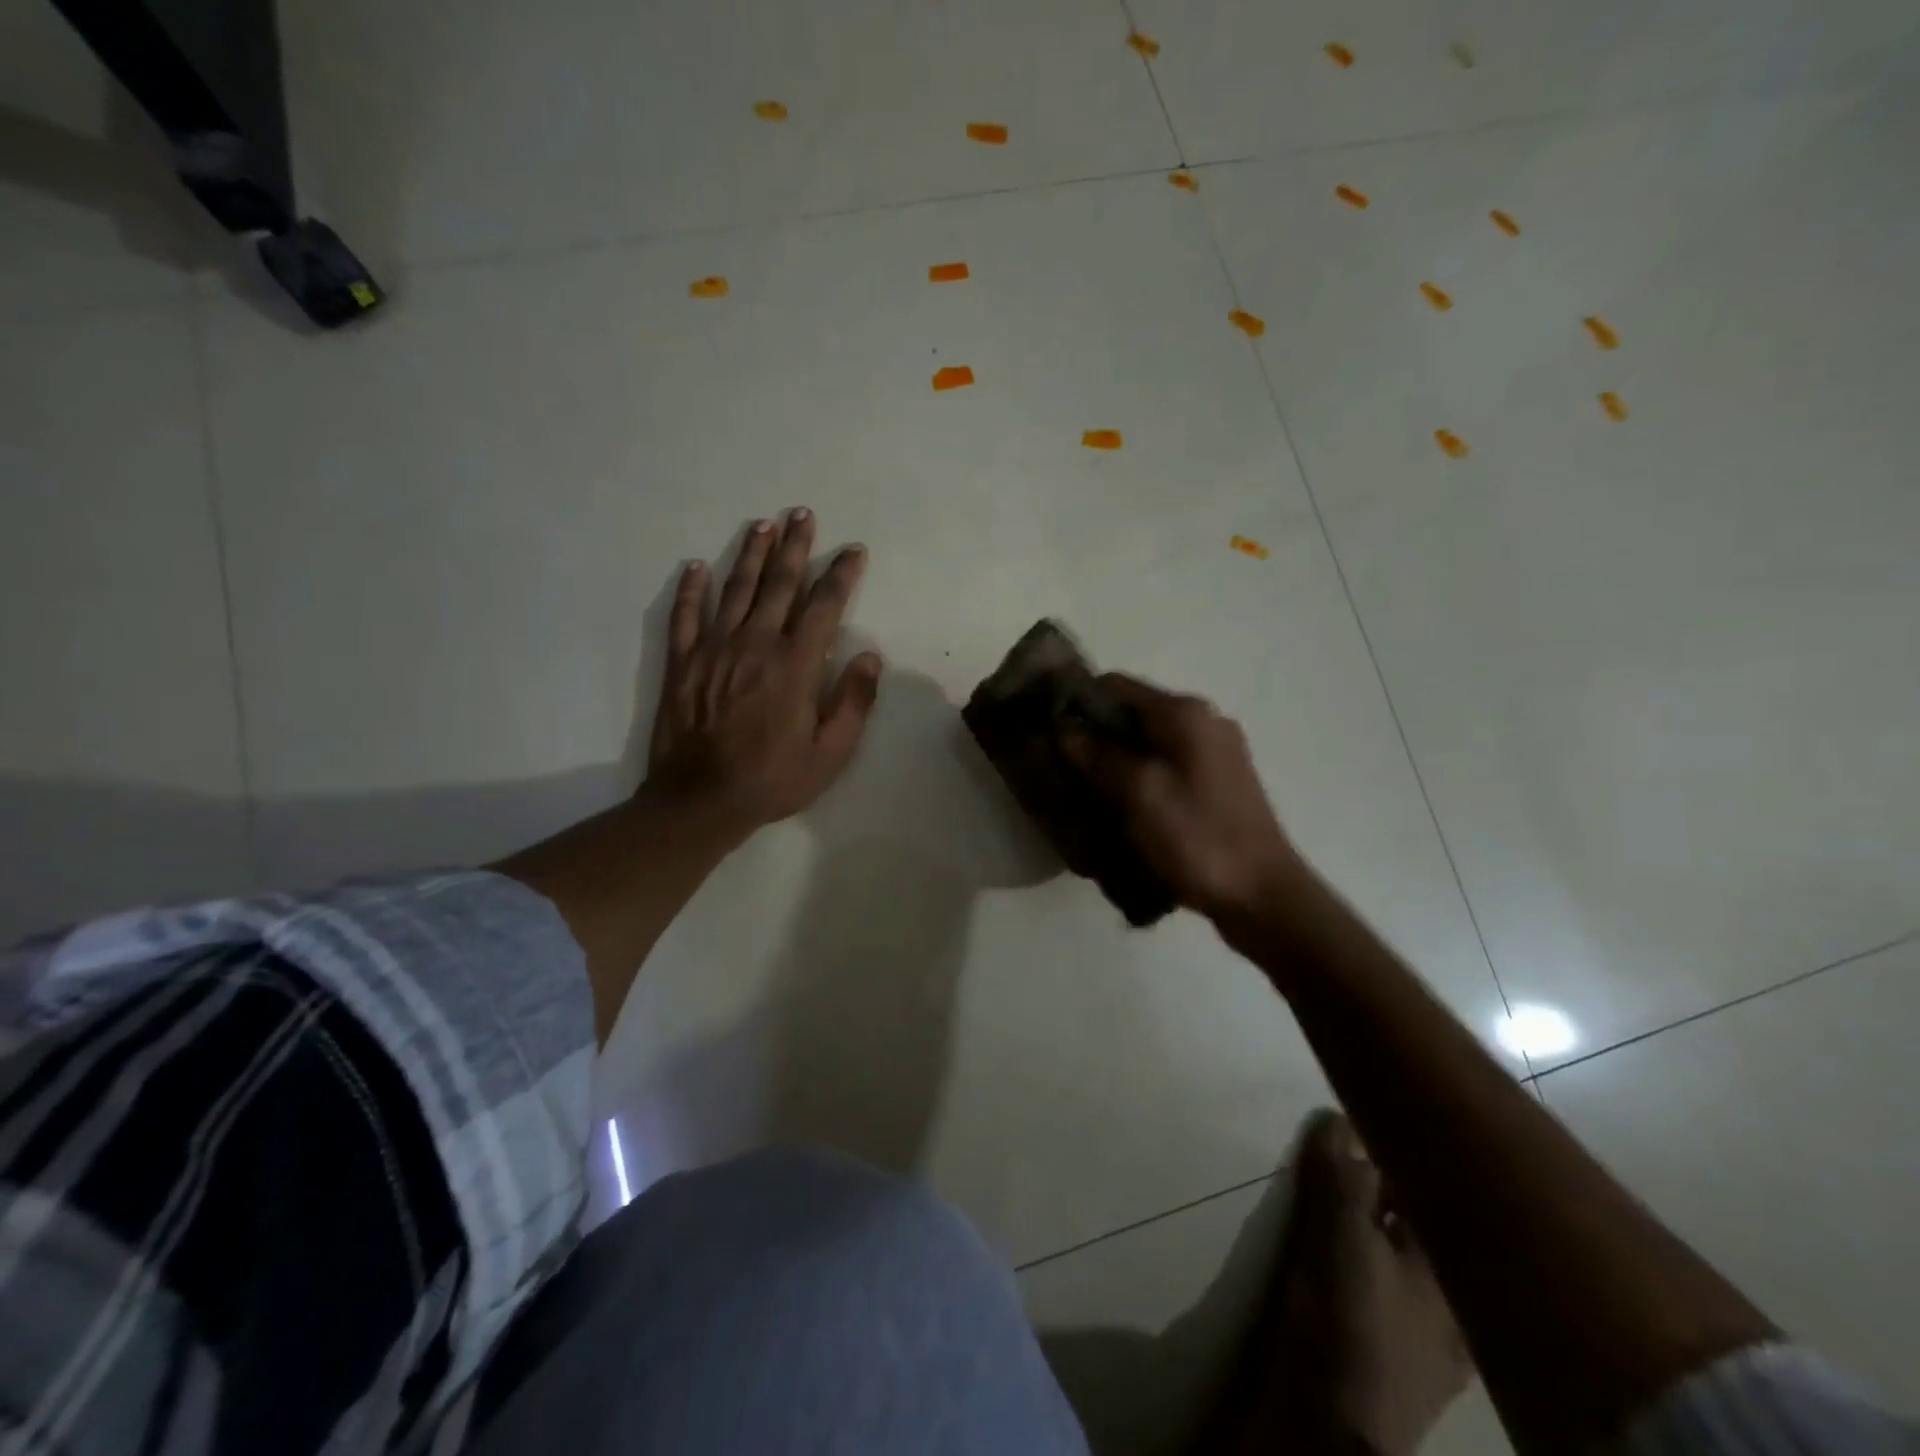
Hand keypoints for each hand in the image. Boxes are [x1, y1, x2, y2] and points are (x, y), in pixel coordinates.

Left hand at [646, 508, 882, 841]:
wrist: (701, 800)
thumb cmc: (773, 778)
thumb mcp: (831, 753)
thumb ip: (854, 703)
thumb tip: (871, 657)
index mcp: (795, 664)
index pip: (824, 605)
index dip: (841, 574)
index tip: (853, 550)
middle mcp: (755, 644)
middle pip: (777, 584)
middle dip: (794, 547)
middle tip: (802, 514)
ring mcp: (714, 649)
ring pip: (734, 590)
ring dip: (749, 555)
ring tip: (762, 525)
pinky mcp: (682, 663)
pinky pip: (685, 617)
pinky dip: (691, 590)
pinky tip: (695, 568)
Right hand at [1065, 674, 1303, 922]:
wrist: (1262, 896)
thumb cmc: (1198, 838)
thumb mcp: (1139, 793)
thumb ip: (1098, 755)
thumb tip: (1064, 729)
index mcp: (1186, 713)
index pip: (1117, 685)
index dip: (1078, 701)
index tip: (1047, 728)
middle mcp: (1203, 722)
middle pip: (1133, 714)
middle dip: (1094, 735)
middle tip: (1058, 764)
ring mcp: (1215, 753)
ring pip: (1148, 743)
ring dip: (1114, 760)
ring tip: (1081, 789)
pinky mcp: (1217, 783)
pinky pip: (1165, 767)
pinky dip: (1138, 778)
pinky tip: (1117, 806)